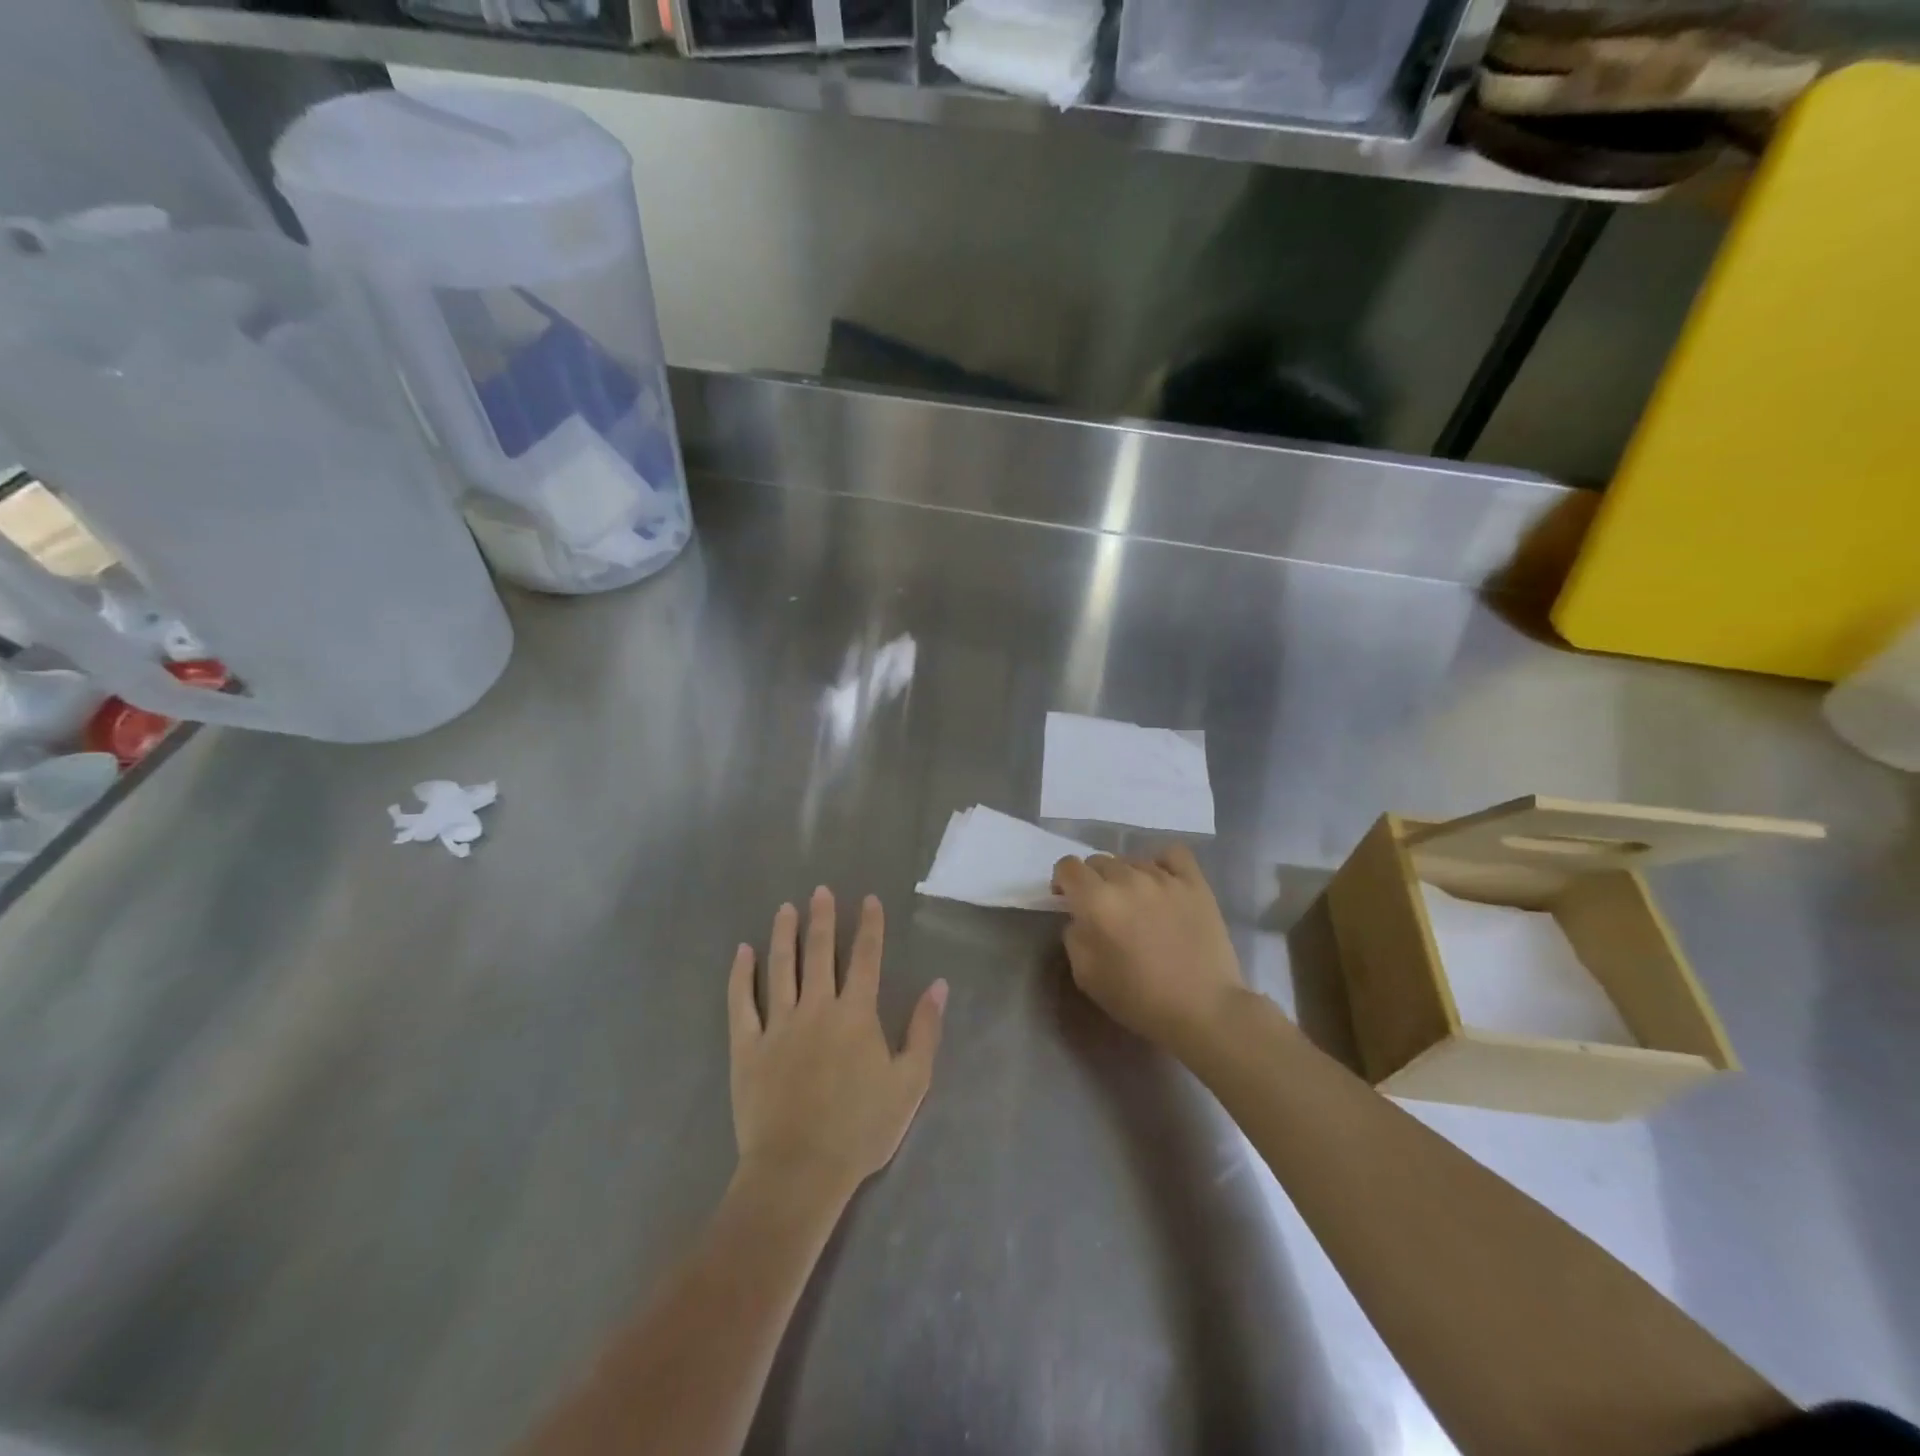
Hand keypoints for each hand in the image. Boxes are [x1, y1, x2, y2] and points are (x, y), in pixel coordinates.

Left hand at [728, 889, 946, 1209]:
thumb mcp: (910, 1082)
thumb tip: (938, 984)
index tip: (868, 899)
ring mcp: (778, 1025)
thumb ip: (924, 1030)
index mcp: (856, 1014)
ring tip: (785, 908)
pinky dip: (741, 975)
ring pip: (781, 967)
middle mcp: (817, 1007)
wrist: (800, 1171)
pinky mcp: (747, 1046)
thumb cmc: (861, 1129)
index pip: (866, 958)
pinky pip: (741, 1002)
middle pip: (820, 953)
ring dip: (784, 935)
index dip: (869, 926)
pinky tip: (742, 952)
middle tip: (820, 891)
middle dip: (822, 919)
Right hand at [1052, 845, 1244, 1051]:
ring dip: (1125, 877)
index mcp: (1096, 901)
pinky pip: (1172, 854)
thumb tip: (1080, 918)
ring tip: (1137, 903)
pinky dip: (1161, 863)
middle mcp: (1127, 879)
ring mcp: (1164, 877)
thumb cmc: (1139, 999)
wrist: (1203, 1010)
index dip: (1063, 882)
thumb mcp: (1086, 975)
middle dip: (1093, 881)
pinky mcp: (1194, 882)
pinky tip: (1162, 882)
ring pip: (1131, 860)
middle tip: (1104, 909)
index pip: (1068, 866)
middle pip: (1098, 861)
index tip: (1068, 901)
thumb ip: (1074, 936)